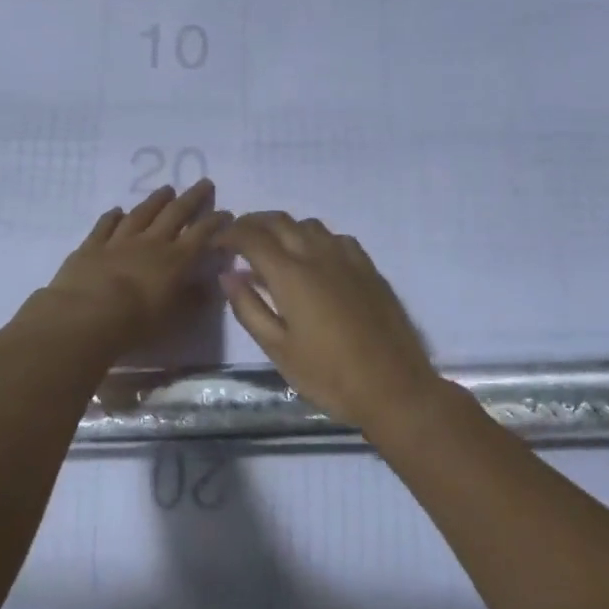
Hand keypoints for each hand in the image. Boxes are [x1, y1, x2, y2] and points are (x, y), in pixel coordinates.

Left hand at [36, 180, 229, 352]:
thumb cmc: (136, 323)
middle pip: (175, 214)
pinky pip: (105, 225)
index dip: (215, 222)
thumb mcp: (174, 318)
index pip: (201, 235)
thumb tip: (209, 285)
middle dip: (192, 198)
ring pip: (141, 213)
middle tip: (204, 182)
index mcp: (175, 260)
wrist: (86, 317)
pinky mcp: (92, 246)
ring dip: (155, 200)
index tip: (226, 213)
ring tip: (167, 189)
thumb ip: (192, 300)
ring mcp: (119, 241)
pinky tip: (117, 210)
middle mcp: (151, 243)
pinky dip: (112, 216)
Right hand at [219, 212, 443, 433]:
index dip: (229, 235)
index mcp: (291, 275)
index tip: (215, 244)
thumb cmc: (328, 376)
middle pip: (279, 221)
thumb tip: (228, 275)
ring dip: (284, 228)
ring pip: (309, 225)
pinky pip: (336, 238)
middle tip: (237, 240)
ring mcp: (348, 258)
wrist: (393, 387)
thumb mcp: (278, 349)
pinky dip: (314, 238)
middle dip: (252, 223)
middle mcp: (318, 255)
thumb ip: (249, 308)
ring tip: (272, 249)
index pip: (251, 238)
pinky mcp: (369, 268)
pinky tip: (314, 260)